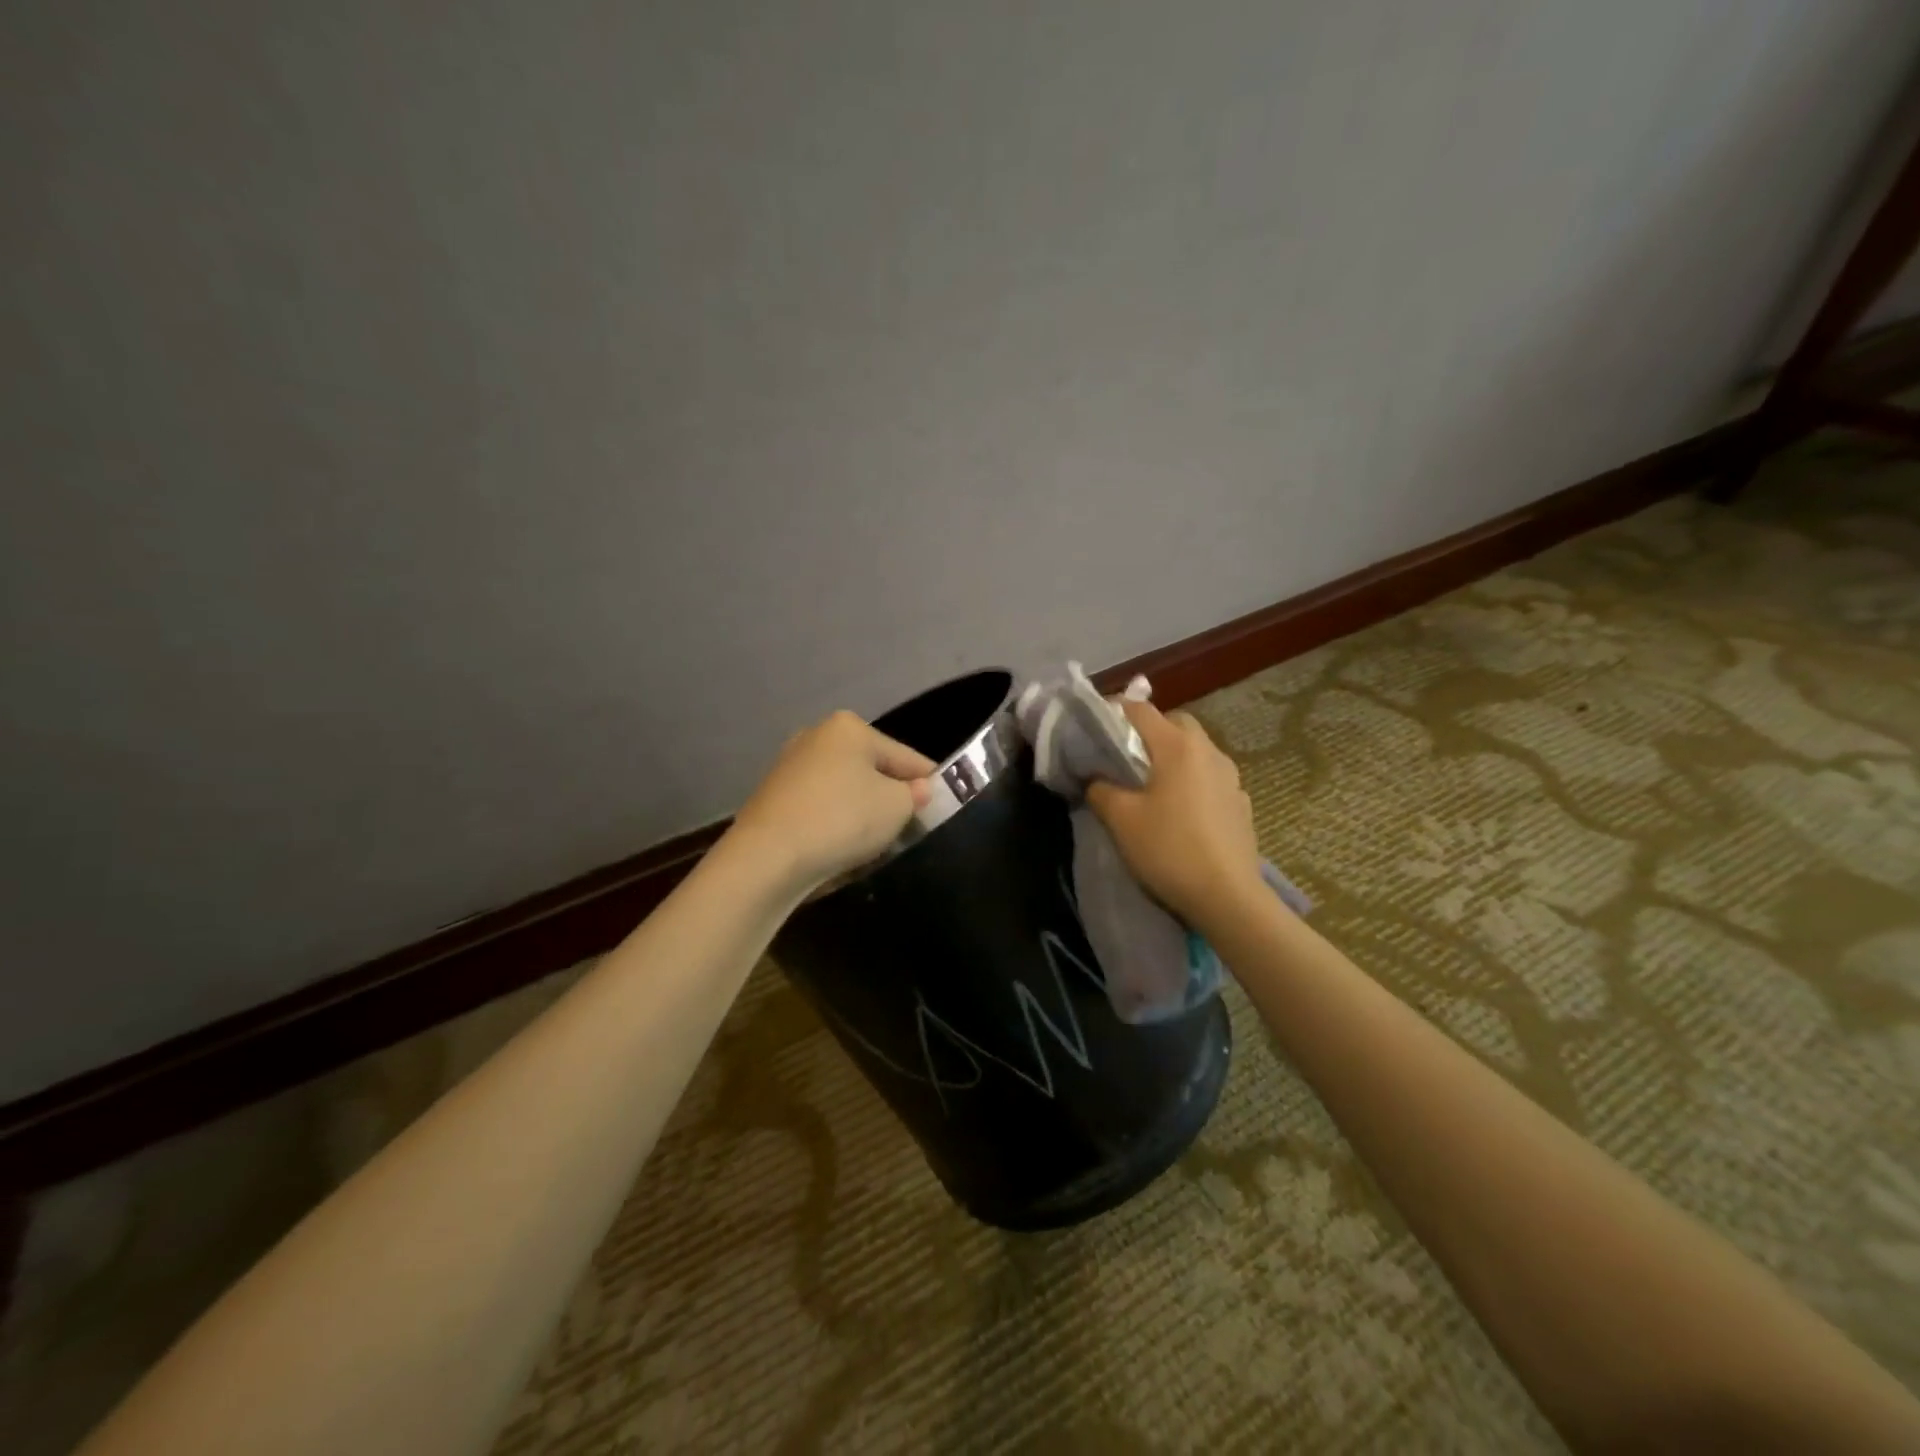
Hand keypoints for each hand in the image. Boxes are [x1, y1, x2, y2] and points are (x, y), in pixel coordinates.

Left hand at [729, 710, 934, 895]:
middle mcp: (816, 736)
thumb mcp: (896, 807)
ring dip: (862, 809)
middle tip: (910, 824)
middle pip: (871, 768)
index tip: (946, 802)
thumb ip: (915, 795)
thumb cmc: (842, 820)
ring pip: (844, 788)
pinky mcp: (772, 797)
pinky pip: (819, 805)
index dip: (929, 780)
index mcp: (849, 728)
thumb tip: (917, 790)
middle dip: (891, 794)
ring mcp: (789, 766)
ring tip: (877, 840)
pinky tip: (841, 845)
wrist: (766, 858)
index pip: (905, 756)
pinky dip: (834, 820)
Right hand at [1086, 701, 1263, 927]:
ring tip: (1153, 785)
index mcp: (1177, 746)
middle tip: (1126, 757)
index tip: (1095, 728)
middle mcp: (1208, 751)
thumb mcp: (1120, 819)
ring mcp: (1231, 777)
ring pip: (1197, 750)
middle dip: (1149, 732)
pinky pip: (1211, 778)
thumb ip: (1100, 789)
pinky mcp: (1241, 803)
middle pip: (1175, 724)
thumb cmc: (1169, 849)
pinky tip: (1183, 811)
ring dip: (1174, 757)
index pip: (1140, 709)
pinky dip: (1193, 782)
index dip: (1114, 711)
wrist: (1227, 897)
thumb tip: (1095, 778)